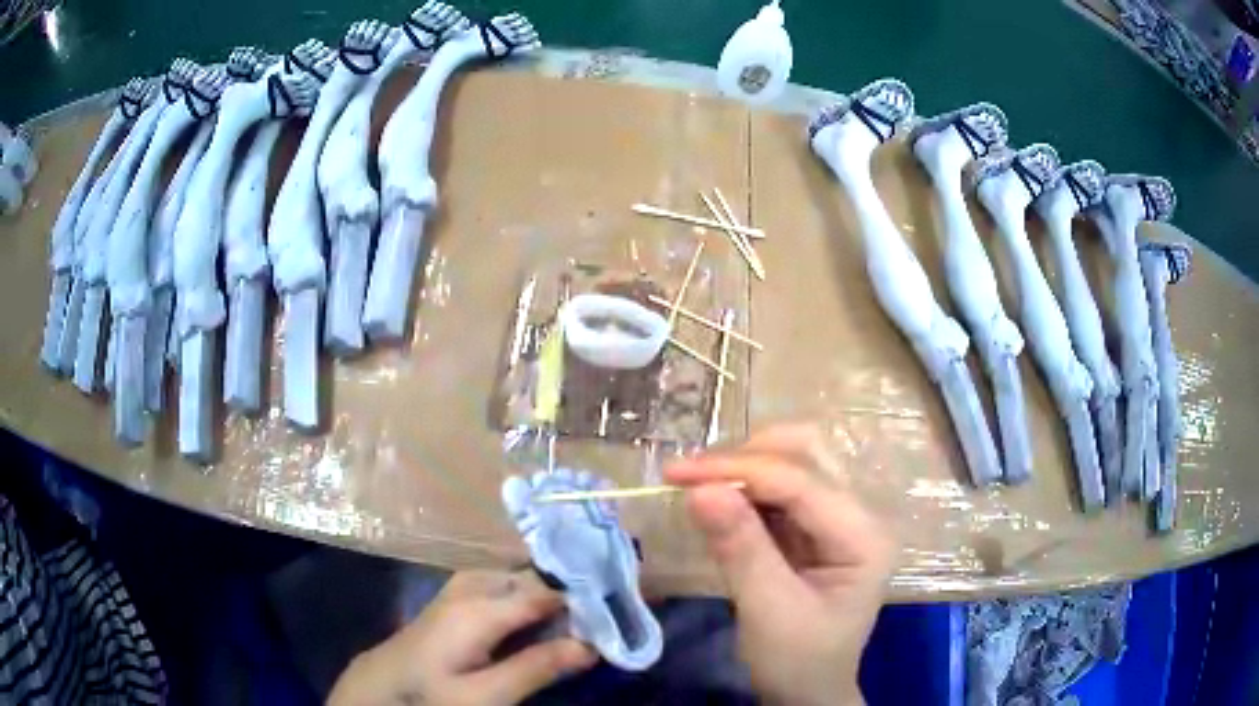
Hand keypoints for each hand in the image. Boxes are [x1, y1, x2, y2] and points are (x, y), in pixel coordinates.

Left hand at [328, 569, 596, 705]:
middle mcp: (470, 588)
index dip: (584, 598)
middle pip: (531, 578)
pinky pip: (498, 587)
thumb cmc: (430, 695)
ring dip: (545, 593)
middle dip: (567, 590)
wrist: (377, 690)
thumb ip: (536, 667)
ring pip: (514, 579)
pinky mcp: (452, 603)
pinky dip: (523, 597)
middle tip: (600, 613)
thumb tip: (590, 645)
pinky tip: (532, 617)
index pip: (547, 592)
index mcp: (481, 606)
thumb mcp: (486, 695)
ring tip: (574, 613)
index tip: (616, 607)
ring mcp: (457, 592)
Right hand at [665, 425, 896, 705]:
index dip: (738, 469)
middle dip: (745, 457)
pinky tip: (719, 503)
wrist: (808, 691)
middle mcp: (860, 513)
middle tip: (689, 477)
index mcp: (864, 535)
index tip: (675, 473)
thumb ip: (740, 548)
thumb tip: (700, 489)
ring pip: (794, 461)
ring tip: (697, 486)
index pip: (801, 481)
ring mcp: (841, 516)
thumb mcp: (767, 611)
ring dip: (744, 467)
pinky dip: (746, 488)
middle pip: (806, 452)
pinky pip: (781, 488)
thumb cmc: (796, 661)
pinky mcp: (817, 526)